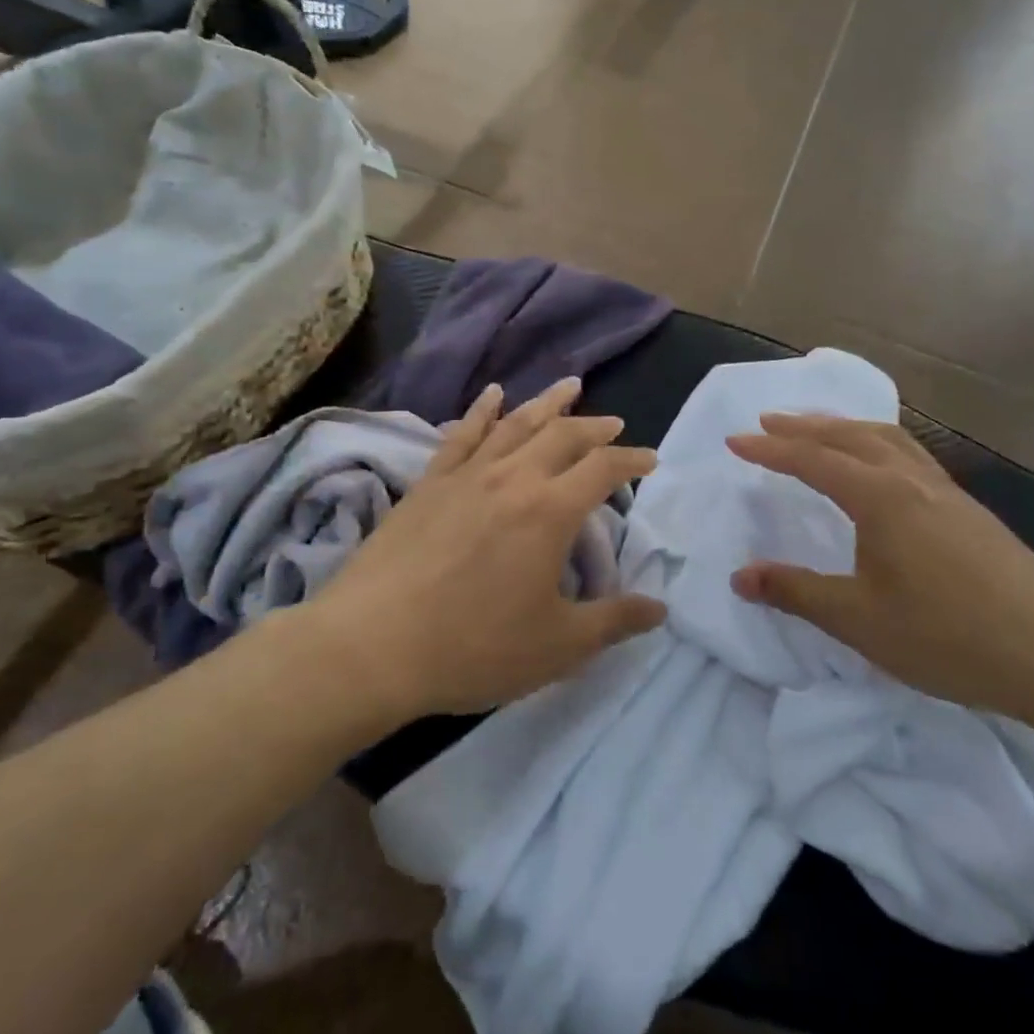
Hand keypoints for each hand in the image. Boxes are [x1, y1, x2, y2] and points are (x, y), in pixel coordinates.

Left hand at [307, 378, 664, 720]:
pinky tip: (493, 395)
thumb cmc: (474, 647)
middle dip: (595, 426)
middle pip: (562, 436)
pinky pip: (462, 435)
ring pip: (515, 424)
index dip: (632, 460)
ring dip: (547, 403)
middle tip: (615, 422)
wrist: (372, 645)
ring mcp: (466, 475)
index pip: (603, 470)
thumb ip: (613, 622)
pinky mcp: (428, 483)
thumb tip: (660, 609)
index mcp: (549, 511)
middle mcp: (511, 478)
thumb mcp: (557, 646)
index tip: (650, 460)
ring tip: (570, 386)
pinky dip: (482, 411)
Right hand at [726, 414, 1033, 718]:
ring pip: (887, 439)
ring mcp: (946, 493)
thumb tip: (740, 576)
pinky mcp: (969, 511)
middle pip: (850, 436)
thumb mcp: (859, 621)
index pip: (813, 461)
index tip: (734, 442)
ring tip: (818, 428)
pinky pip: (911, 455)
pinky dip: (879, 443)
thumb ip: (796, 593)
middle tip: (768, 421)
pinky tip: (882, 467)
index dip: (769, 450)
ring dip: (845, 427)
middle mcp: (912, 481)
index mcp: (880, 499)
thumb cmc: (949, 637)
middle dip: (804, 426)